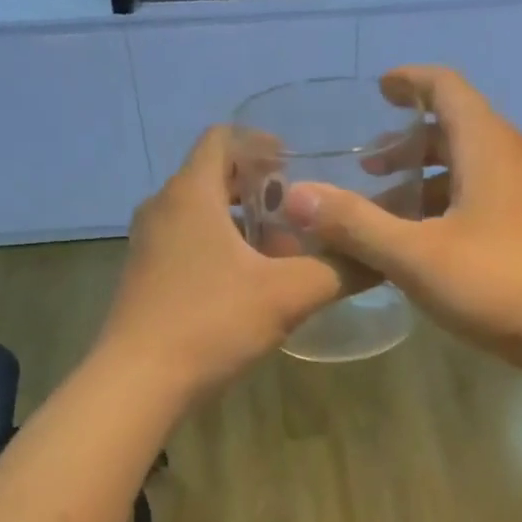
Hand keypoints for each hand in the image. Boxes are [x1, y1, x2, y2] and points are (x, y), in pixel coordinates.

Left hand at [96, 126, 349, 404]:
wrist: (139, 383)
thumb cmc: (212, 323)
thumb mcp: (288, 295)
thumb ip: (339, 270)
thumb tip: (382, 257)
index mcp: (191, 193)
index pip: (223, 138)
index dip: (262, 143)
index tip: (298, 165)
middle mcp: (163, 208)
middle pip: (214, 177)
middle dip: (260, 190)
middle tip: (300, 213)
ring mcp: (148, 245)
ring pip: (201, 215)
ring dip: (242, 225)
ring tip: (282, 253)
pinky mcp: (145, 278)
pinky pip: (188, 245)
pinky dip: (220, 250)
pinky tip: (249, 286)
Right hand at [282, 66, 521, 367]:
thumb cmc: (502, 284)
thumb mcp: (417, 257)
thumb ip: (356, 225)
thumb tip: (295, 196)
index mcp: (487, 147)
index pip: (446, 87)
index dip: (409, 82)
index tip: (379, 89)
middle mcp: (516, 158)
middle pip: (458, 129)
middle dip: (409, 143)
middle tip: (370, 168)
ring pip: (474, 169)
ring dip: (430, 180)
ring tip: (393, 211)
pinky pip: (490, 198)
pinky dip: (454, 206)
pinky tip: (435, 246)